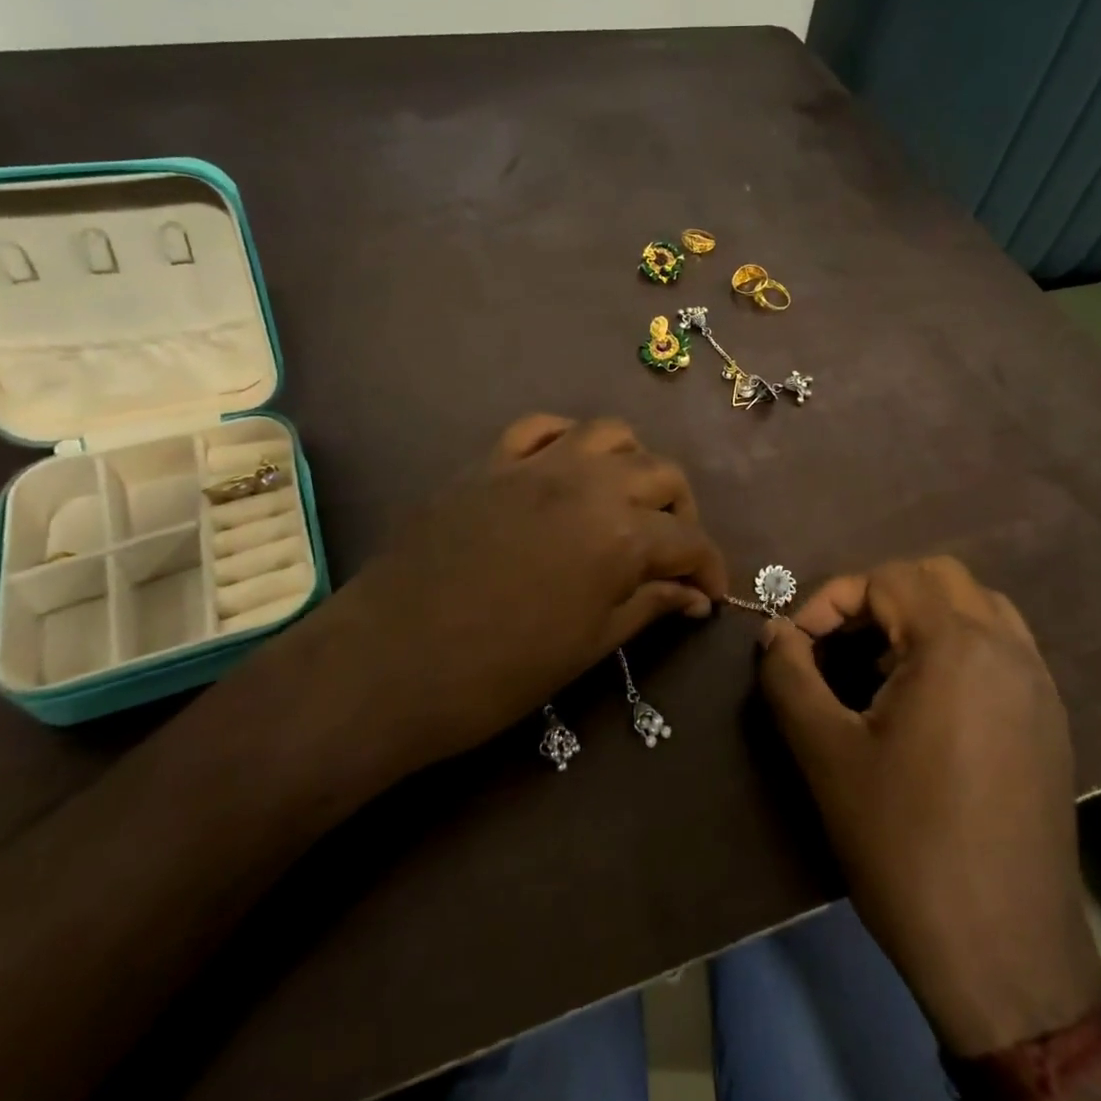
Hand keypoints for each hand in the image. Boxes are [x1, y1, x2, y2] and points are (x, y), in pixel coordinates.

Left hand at [267, 414, 725, 781]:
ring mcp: (536, 465)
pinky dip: (566, 441)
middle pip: (662, 474)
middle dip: (681, 512)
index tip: (710, 594)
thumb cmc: (498, 672)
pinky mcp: (490, 462)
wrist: (390, 662)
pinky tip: (566, 470)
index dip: (710, 568)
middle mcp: (588, 482)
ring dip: (632, 464)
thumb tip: (694, 597)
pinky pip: (540, 427)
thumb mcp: (588, 646)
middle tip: (671, 552)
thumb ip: (647, 606)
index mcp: (621, 534)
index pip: (689, 540)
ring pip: (609, 433)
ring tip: (625, 501)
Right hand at [758, 557, 1100, 1055]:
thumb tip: (774, 632)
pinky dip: (956, 646)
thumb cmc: (905, 844)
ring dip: (920, 618)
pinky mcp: (1050, 722)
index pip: (886, 579)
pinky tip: (925, 704)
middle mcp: (1008, 649)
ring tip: (880, 670)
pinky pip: (1001, 648)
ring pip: (976, 608)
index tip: (799, 645)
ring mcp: (1038, 685)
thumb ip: (789, 675)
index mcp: (957, 645)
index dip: (831, 600)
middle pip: (936, 578)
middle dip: (877, 598)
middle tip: (839, 645)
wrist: (1005, 955)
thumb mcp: (825, 753)